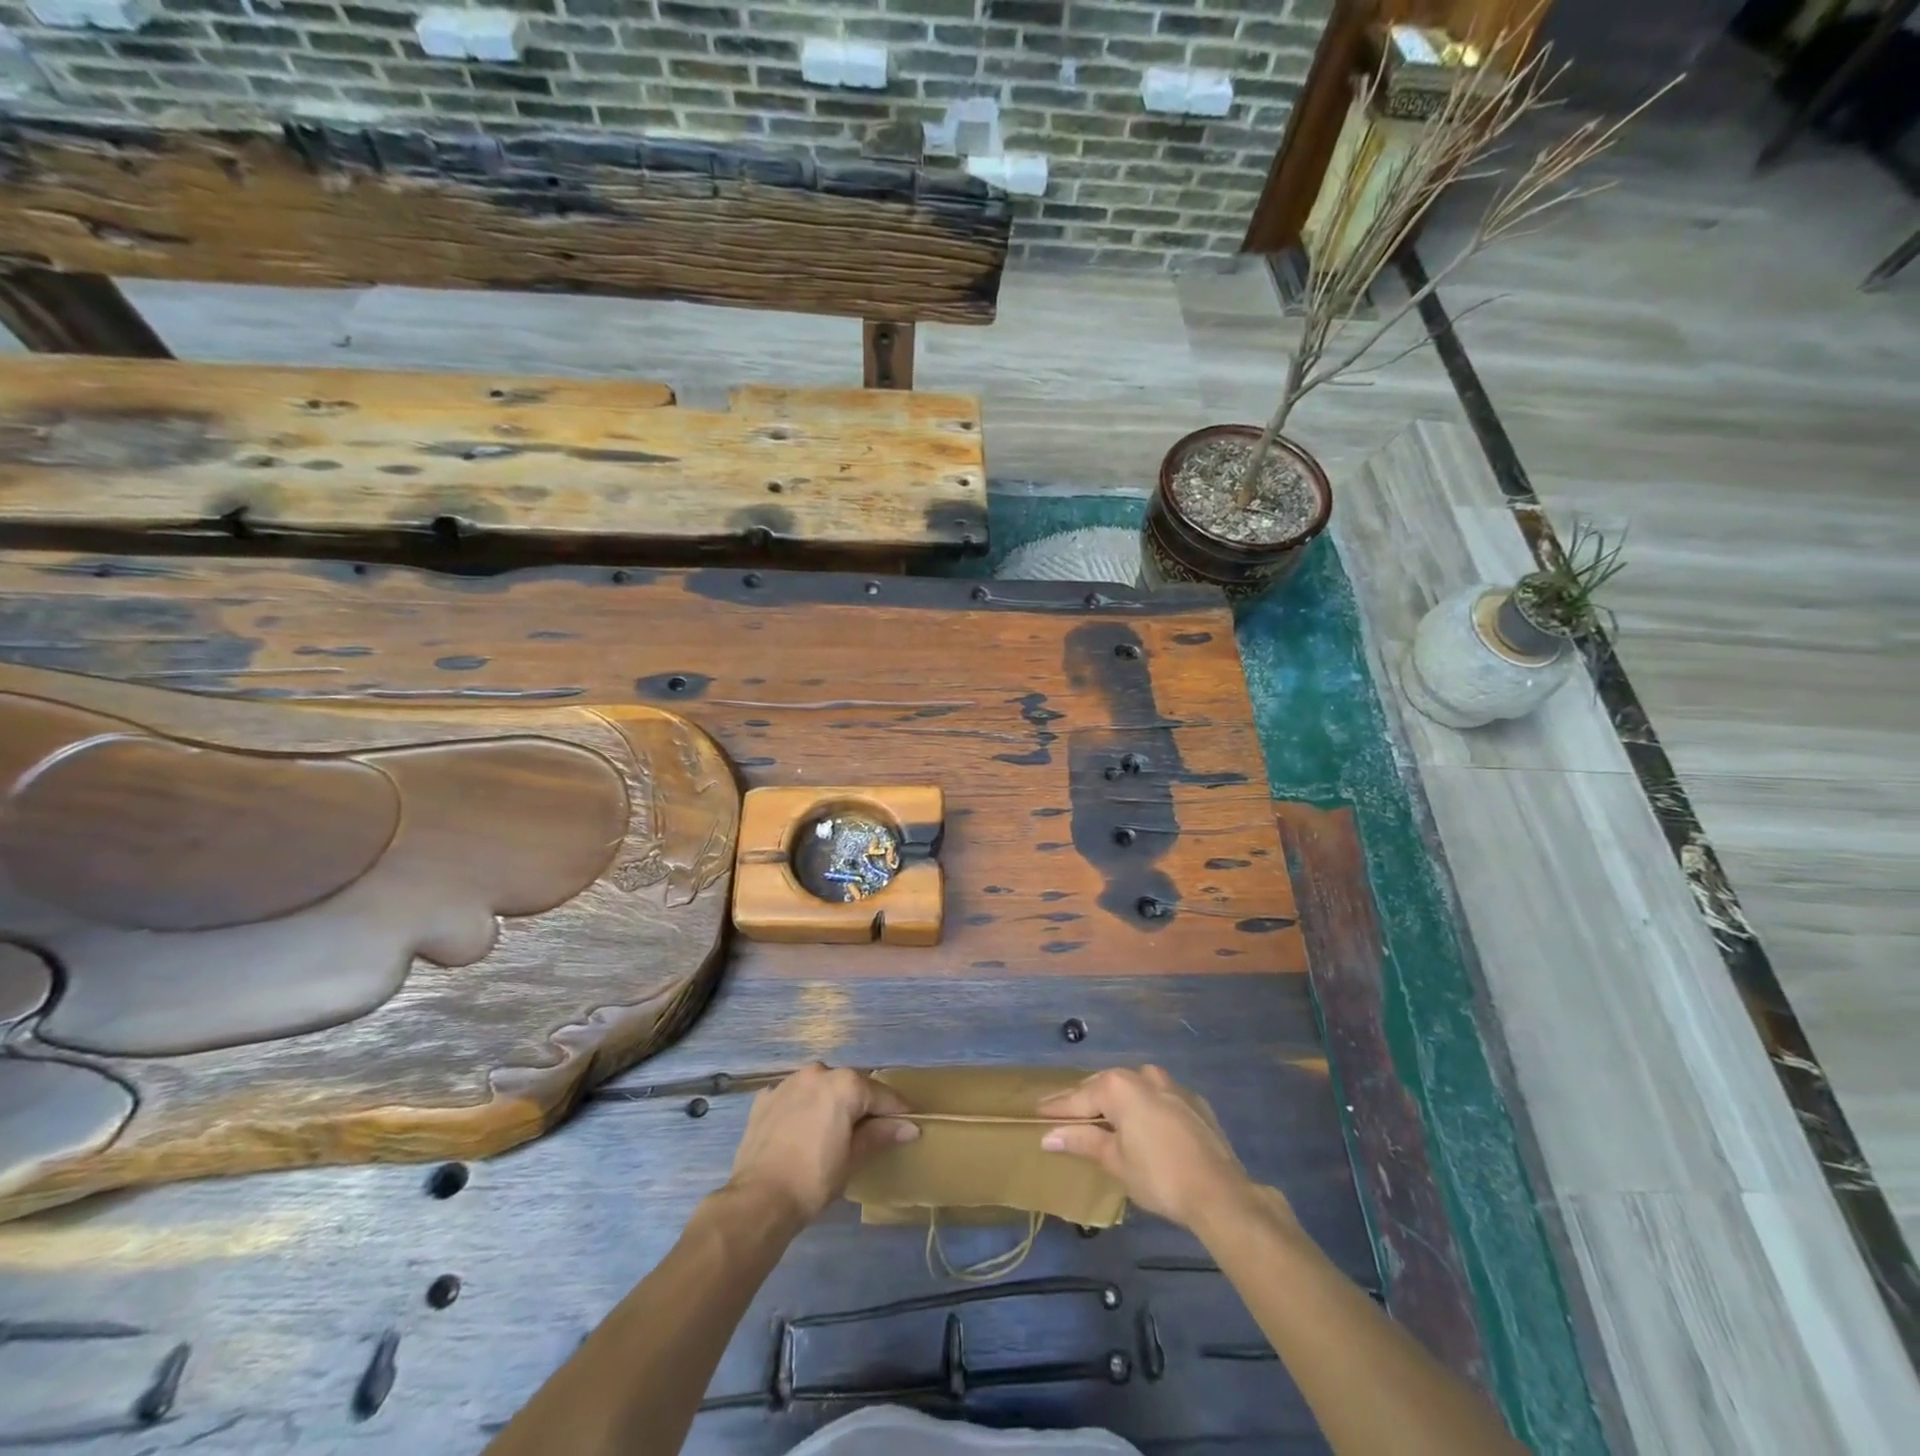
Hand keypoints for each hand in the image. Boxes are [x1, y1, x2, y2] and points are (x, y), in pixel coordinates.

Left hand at [725, 1063, 917, 1226]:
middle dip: (861, 1104)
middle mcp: (818, 1072)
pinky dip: (802, 1107)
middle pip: (850, 1085)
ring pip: (820, 1086)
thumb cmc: (814, 1179)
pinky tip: (802, 1129)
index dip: (896, 1111)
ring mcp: (788, 1082)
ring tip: (833, 1130)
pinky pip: (793, 1096)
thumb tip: (910, 1127)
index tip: (908, 1122)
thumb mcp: (853, 1158)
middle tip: (870, 1130)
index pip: (880, 1095)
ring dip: (830, 1102)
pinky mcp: (765, 1098)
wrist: (758, 1199)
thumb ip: (881, 1135)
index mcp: (844, 1084)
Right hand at [1039, 1065, 1255, 1229]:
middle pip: (1106, 1086)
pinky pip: (1160, 1098)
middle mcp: (1143, 1076)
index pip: (1079, 1097)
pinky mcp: (1194, 1102)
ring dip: (1118, 1099)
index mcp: (1119, 1086)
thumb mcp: (1115, 1161)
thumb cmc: (1158, 1176)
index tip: (1037, 1110)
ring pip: (1135, 1087)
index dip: (1057, 1107)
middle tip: (1065, 1114)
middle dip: (1086, 1100)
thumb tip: (1049, 1135)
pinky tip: (1145, 1125)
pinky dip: (1146, 1107)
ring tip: (1104, 1116)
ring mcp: (1172, 1086)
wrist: (1220, 1192)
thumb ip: (1082, 1141)